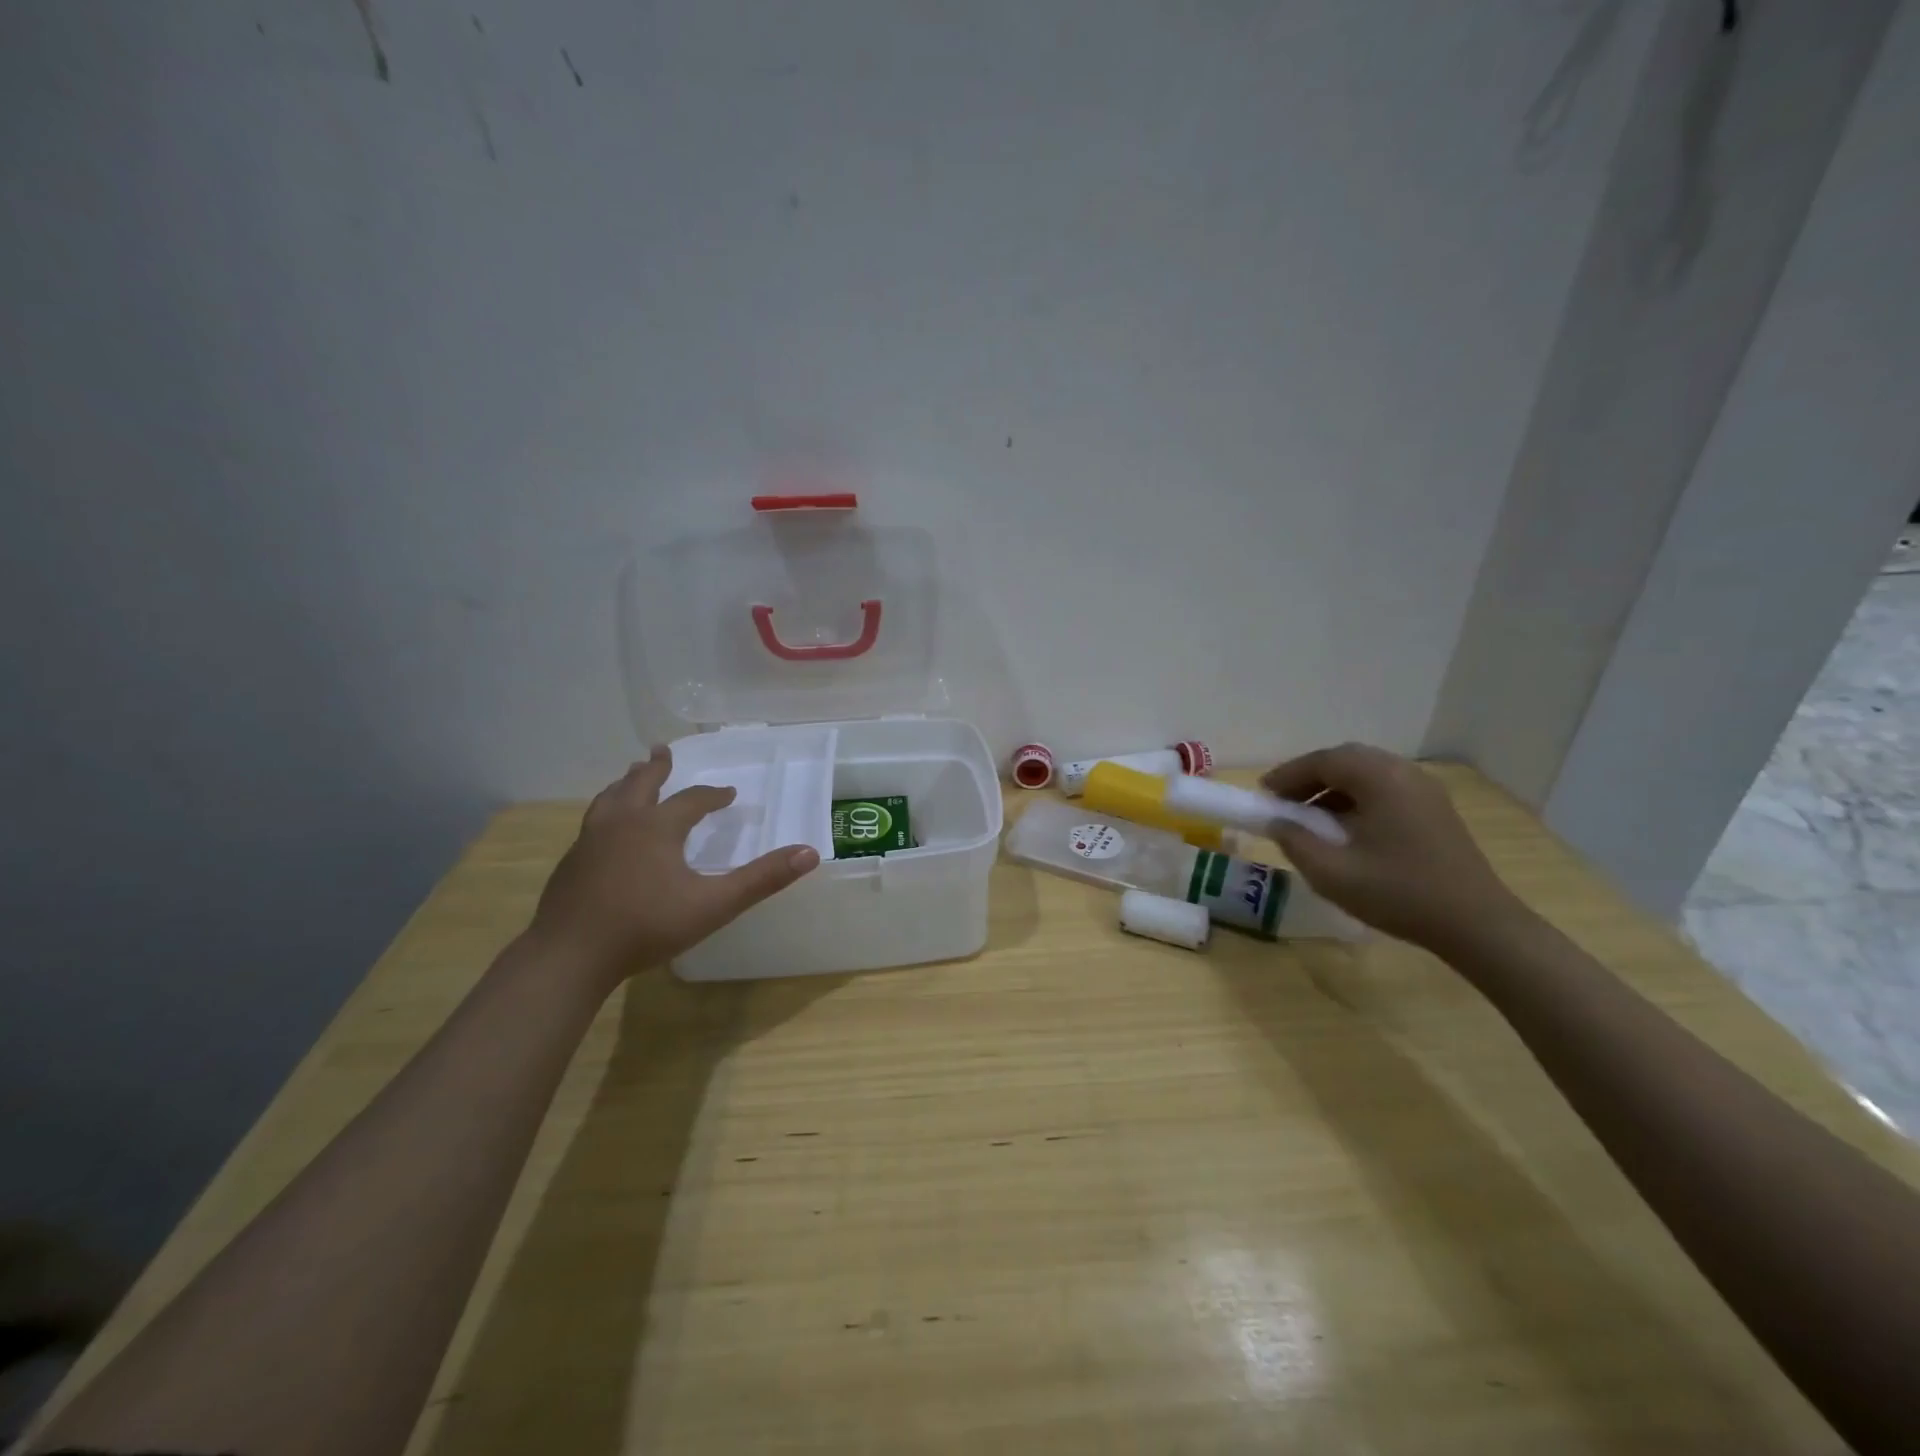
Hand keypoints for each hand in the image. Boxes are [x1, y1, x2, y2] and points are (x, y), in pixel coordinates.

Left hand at [529, 747, 819, 986]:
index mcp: (657, 827)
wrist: (570, 956)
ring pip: (609, 800)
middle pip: (640, 785)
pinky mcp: (570, 863)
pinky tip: (605, 829)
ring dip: (625, 784)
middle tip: (661, 751)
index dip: (713, 796)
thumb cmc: (646, 927)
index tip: (728, 794)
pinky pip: (593, 824)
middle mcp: (622, 824)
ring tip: (629, 777)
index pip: (692, 800)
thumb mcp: (714, 904)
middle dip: (655, 768)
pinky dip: (606, 812)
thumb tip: (810, 853)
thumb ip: (762, 879)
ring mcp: (590, 842)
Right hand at [1262, 743, 1528, 953]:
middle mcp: (1404, 773)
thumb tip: (1277, 821)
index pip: (1323, 761)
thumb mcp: (1332, 872)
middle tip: (1283, 801)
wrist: (1477, 925)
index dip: (1288, 774)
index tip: (1263, 793)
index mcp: (1380, 779)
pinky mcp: (1435, 809)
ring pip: (1367, 773)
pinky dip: (1357, 798)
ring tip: (1309, 816)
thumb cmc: (1399, 894)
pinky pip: (1385, 788)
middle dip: (1309, 777)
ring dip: (1333, 787)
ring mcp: (1424, 790)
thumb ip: (1295, 841)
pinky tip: (1344, 827)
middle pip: (1346, 760)